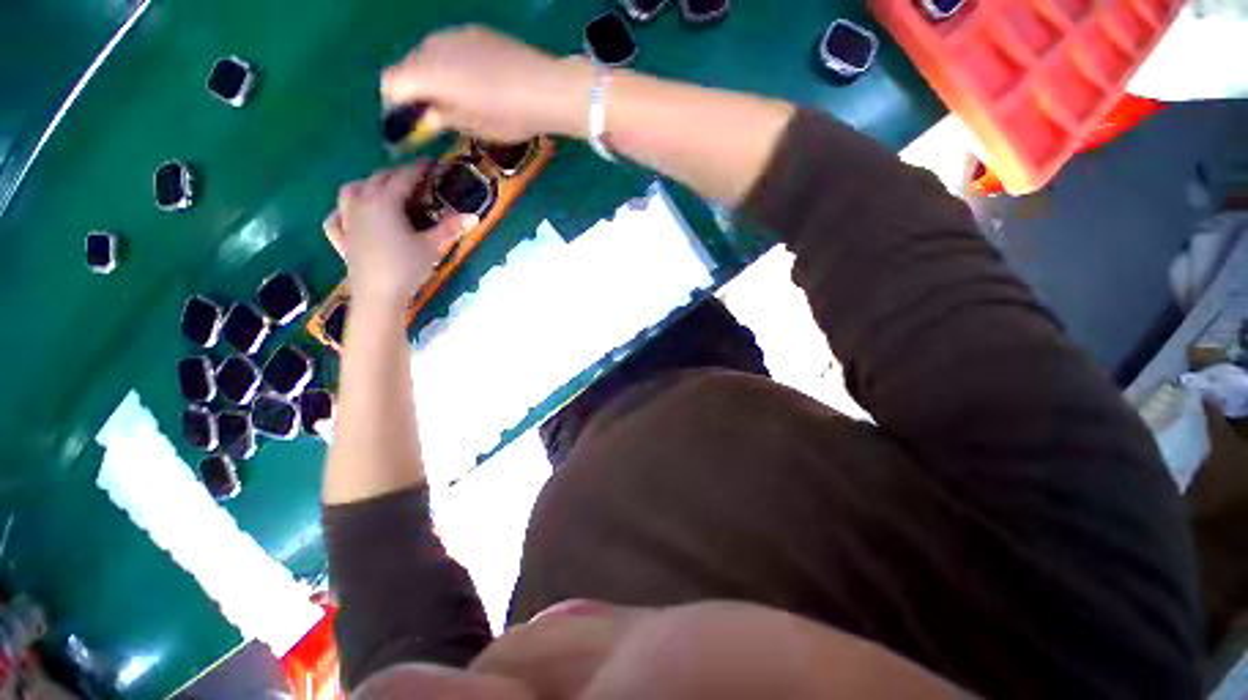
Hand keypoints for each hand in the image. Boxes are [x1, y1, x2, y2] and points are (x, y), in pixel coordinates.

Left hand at [324, 163, 470, 308]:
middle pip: (377, 179)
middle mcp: (362, 204)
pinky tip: (350, 216)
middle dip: (396, 175)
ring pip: (351, 191)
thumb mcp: (432, 247)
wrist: (379, 295)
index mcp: (385, 202)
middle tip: (415, 180)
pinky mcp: (342, 239)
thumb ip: (450, 228)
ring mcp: (348, 221)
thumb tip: (474, 216)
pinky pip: (336, 218)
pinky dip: (343, 212)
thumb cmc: (406, 267)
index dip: (419, 169)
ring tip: (381, 191)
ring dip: (367, 185)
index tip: (433, 164)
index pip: (404, 178)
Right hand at [381, 26, 590, 142]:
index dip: (395, 104)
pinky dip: (451, 63)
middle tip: (434, 112)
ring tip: (457, 97)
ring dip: (433, 74)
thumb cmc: (509, 116)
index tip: (410, 121)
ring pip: (428, 53)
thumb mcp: (474, 127)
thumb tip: (427, 115)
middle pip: (407, 65)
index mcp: (428, 74)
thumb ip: (443, 118)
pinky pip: (450, 46)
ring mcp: (454, 34)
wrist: (547, 88)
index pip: (391, 83)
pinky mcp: (475, 31)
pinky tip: (475, 80)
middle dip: (414, 89)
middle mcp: (433, 46)